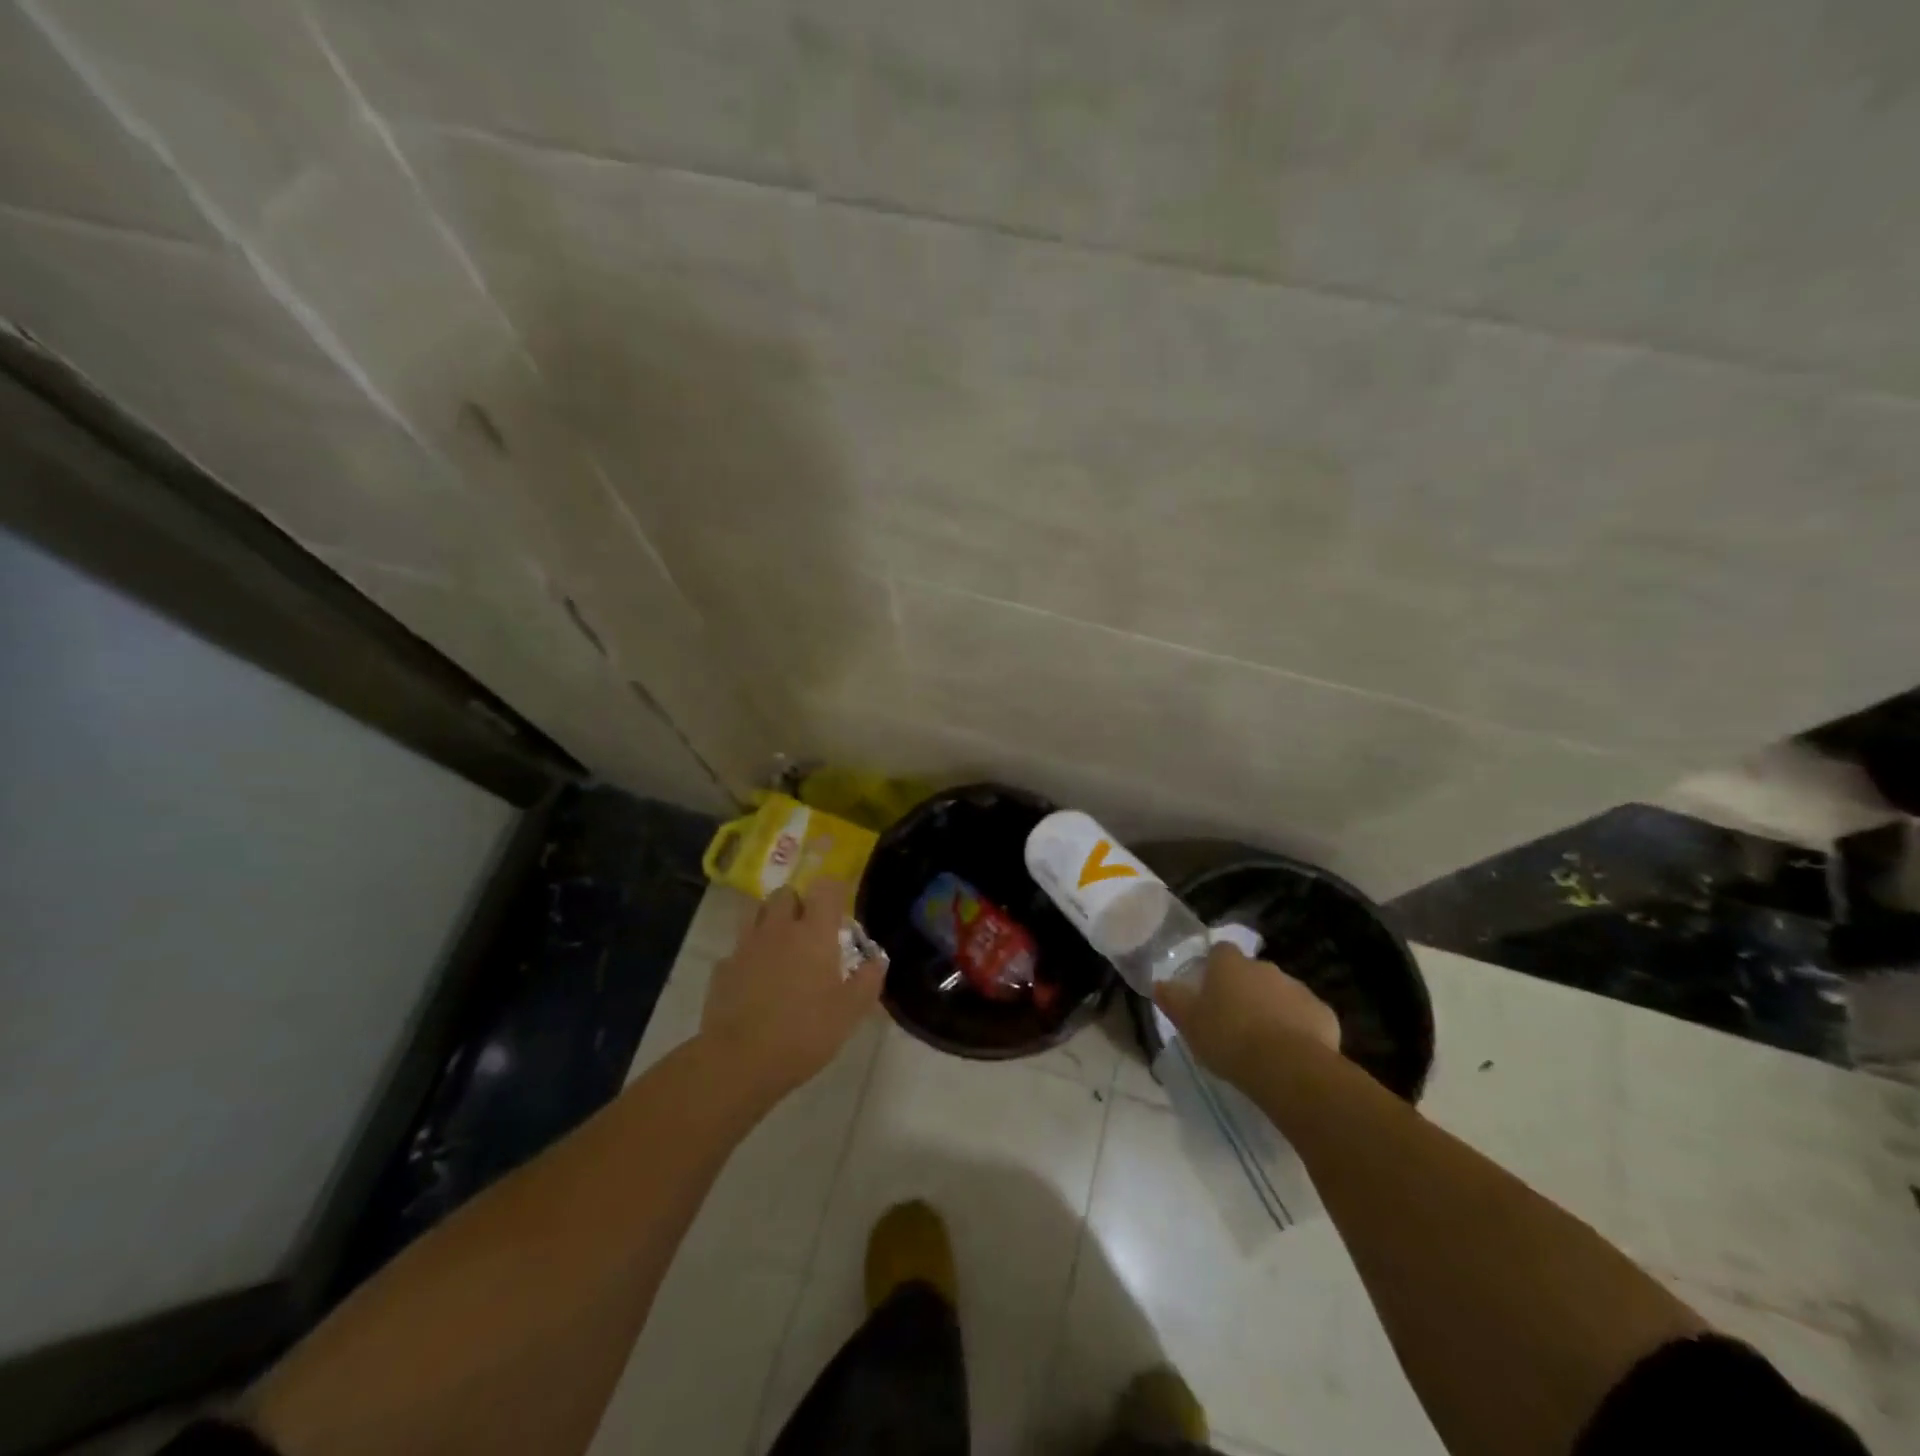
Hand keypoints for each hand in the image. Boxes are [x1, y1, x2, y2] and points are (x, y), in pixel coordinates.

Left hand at [702, 879, 885, 1089]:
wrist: (739, 1061)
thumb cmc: (804, 1032)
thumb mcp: (849, 1013)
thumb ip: (867, 981)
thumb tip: (878, 960)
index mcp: (813, 933)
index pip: (825, 888)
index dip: (834, 891)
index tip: (840, 907)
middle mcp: (779, 929)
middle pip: (785, 894)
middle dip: (798, 903)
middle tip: (810, 930)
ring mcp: (746, 947)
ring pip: (757, 914)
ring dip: (771, 923)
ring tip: (782, 950)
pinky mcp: (723, 969)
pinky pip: (739, 949)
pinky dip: (749, 956)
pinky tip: (756, 981)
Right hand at [1152, 942, 1339, 1084]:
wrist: (1287, 1067)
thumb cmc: (1228, 1038)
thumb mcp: (1188, 1022)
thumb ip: (1173, 1000)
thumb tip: (1158, 983)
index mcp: (1230, 965)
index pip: (1220, 951)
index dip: (1215, 967)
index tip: (1210, 989)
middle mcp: (1265, 968)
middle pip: (1252, 972)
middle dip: (1246, 990)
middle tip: (1234, 1020)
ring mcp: (1297, 988)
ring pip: (1280, 993)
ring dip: (1272, 1008)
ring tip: (1263, 1041)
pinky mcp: (1323, 1014)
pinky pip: (1306, 1016)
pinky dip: (1299, 1028)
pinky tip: (1291, 1053)